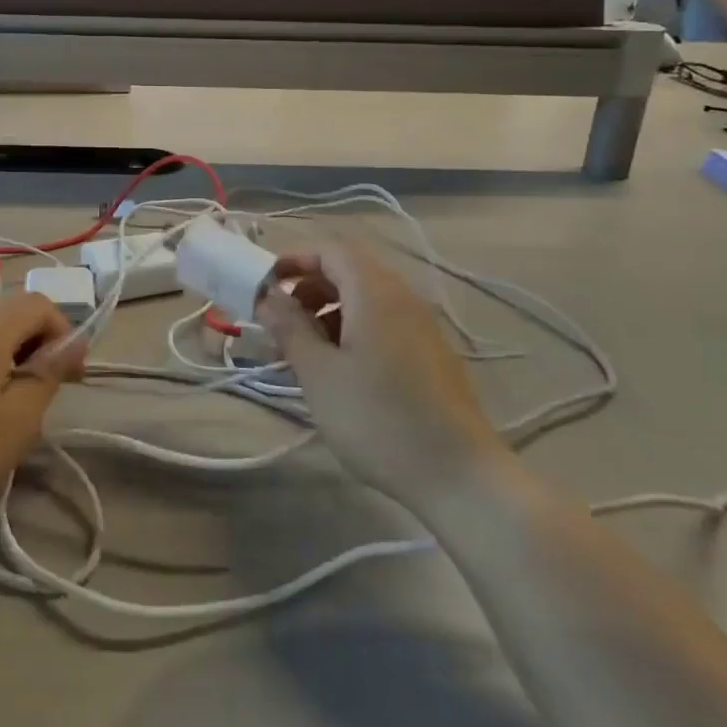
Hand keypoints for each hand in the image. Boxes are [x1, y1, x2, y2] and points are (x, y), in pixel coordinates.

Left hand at [0, 294, 84, 540]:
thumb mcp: (19, 420)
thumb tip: (73, 342)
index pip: (38, 304)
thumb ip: (49, 373)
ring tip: (5, 401)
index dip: (63, 333)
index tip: (71, 376)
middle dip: (35, 341)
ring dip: (4, 351)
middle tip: (42, 389)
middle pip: (7, 310)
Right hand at [255, 239, 508, 507]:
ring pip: (366, 300)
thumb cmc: (378, 419)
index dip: (295, 260)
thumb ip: (290, 327)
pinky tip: (341, 373)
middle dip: (308, 289)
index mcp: (375, 292)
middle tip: (281, 324)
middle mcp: (403, 298)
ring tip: (304, 353)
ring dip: (328, 313)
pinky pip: (384, 324)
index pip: (331, 249)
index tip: (266, 287)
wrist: (460, 476)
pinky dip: (353, 331)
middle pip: (349, 271)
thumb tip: (268, 296)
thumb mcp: (319, 373)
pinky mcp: (431, 355)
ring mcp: (422, 326)